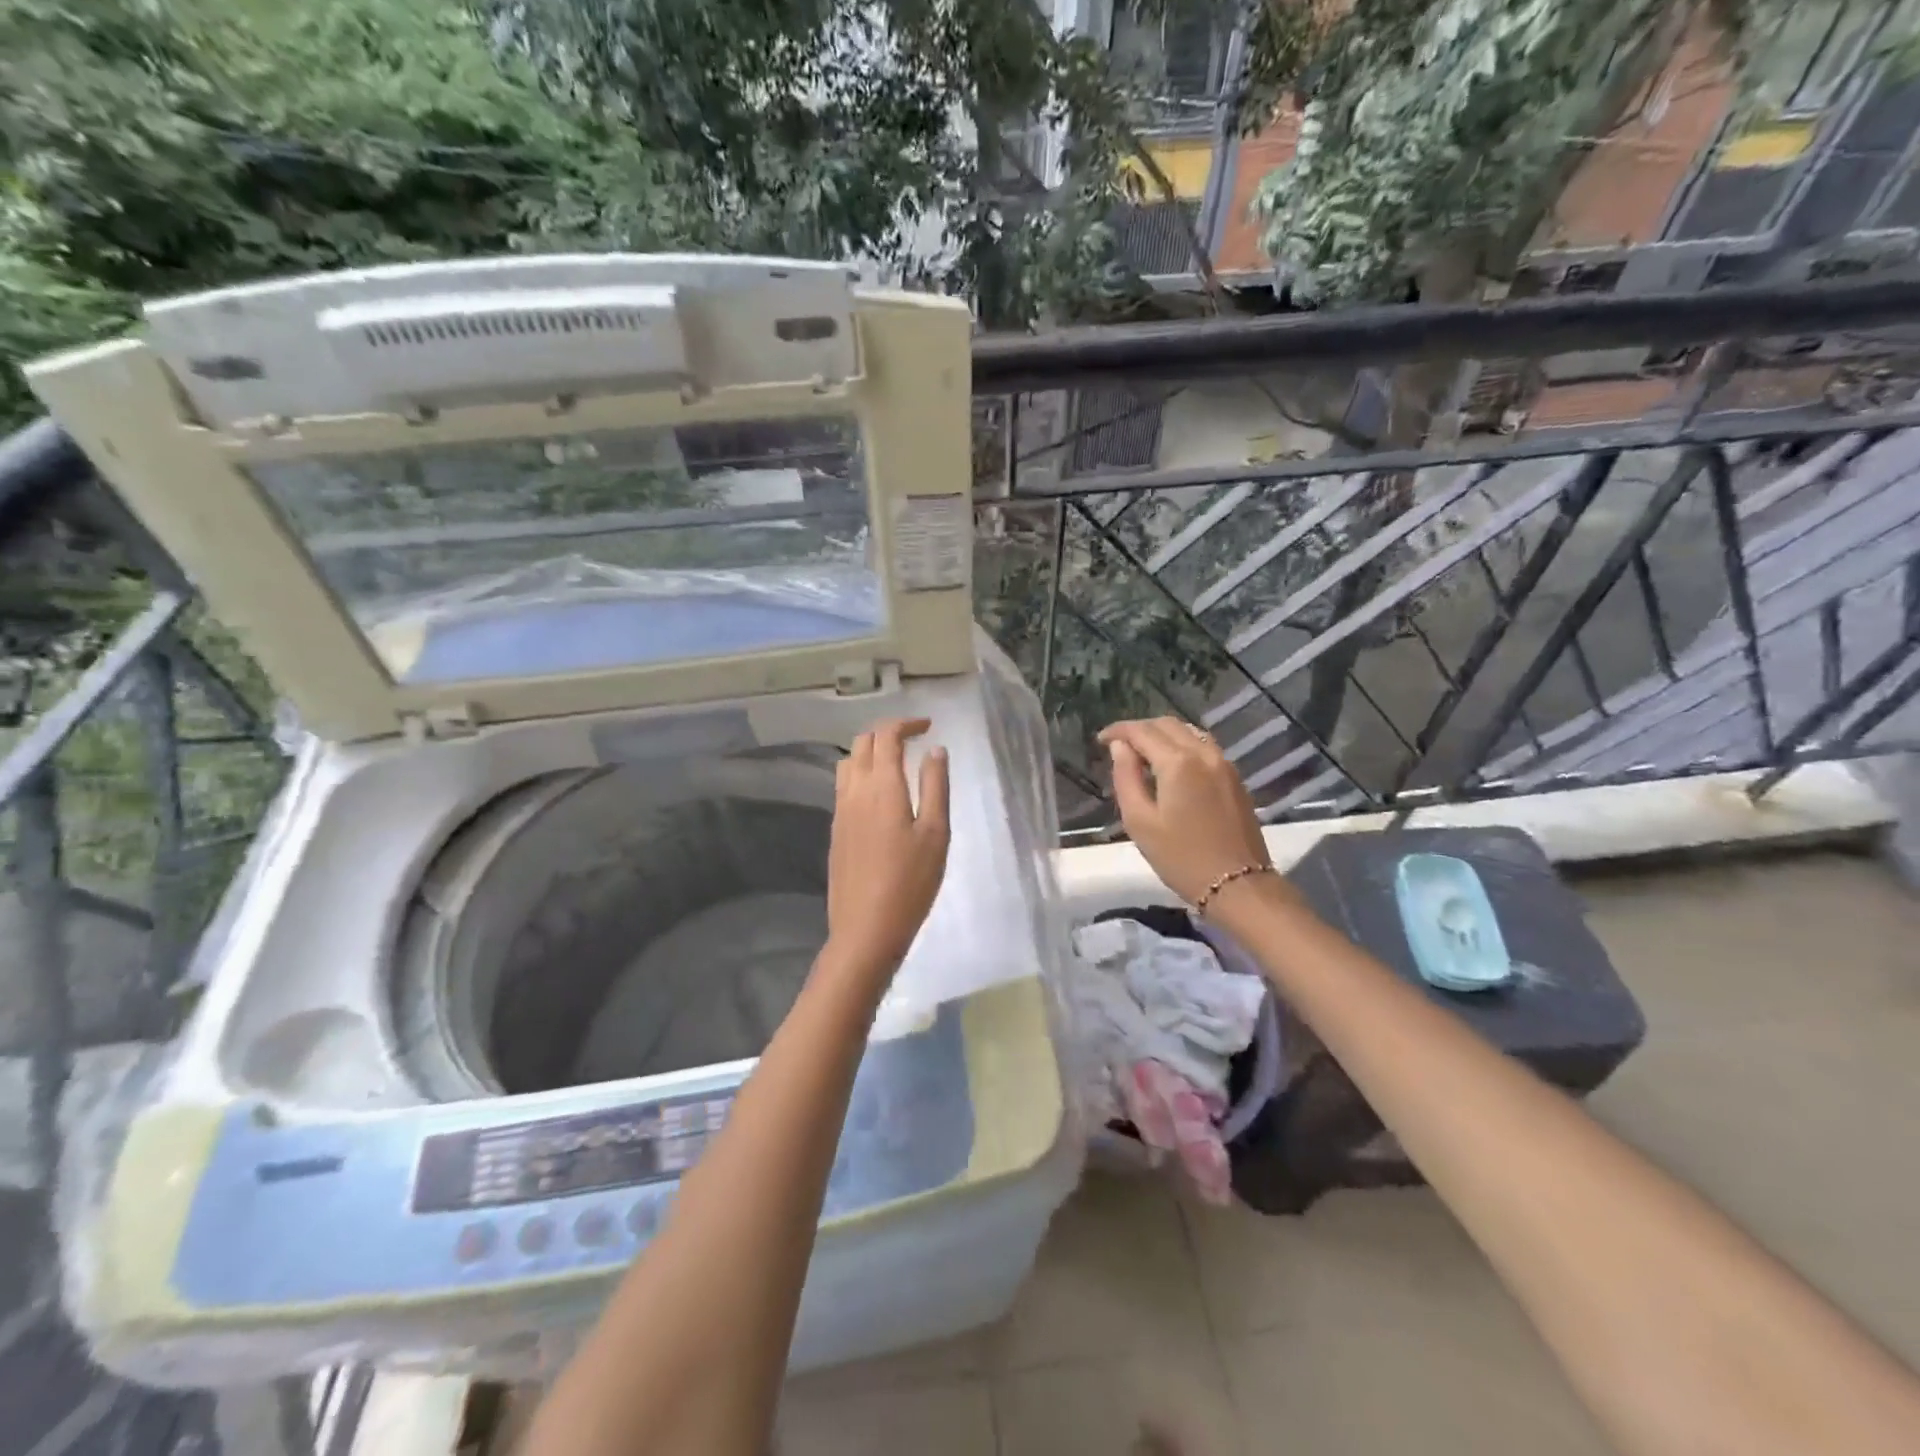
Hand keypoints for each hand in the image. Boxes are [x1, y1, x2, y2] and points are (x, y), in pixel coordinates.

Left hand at [826, 718, 950, 974]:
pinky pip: (843, 787)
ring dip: (870, 752)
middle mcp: (854, 791)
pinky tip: (879, 796)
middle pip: (862, 743)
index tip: (927, 726)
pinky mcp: (835, 831)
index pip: (886, 735)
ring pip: (848, 763)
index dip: (906, 723)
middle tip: (913, 740)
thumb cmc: (910, 882)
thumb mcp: (936, 833)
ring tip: (895, 764)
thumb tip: (935, 750)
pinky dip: (861, 775)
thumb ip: (935, 786)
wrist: (865, 929)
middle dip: (887, 733)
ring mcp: (839, 811)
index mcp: (882, 786)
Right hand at [1098, 718, 1270, 908]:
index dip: (1118, 730)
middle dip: (1140, 729)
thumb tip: (1120, 747)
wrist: (1238, 885)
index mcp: (1178, 762)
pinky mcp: (1235, 778)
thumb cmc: (1181, 858)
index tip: (1101, 739)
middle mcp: (1204, 753)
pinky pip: (1204, 747)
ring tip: (1143, 753)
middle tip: (1119, 746)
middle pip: (1167, 725)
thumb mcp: (1140, 821)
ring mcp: (1224, 764)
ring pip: (1189, 732)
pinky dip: (1182, 745)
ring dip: (1163, 735)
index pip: (1142, 731)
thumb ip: (1126, 777)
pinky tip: (1171, 765)